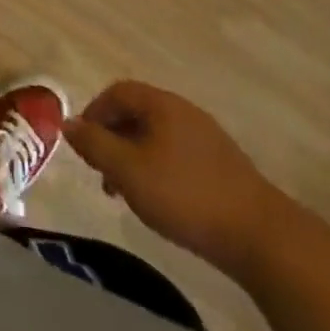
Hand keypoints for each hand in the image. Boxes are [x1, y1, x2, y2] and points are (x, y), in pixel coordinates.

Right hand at [65, 81, 294, 278]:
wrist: (262, 238)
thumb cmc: (185, 195)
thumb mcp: (127, 170)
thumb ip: (94, 144)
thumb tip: (68, 124)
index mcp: (162, 105)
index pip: (117, 92)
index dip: (94, 112)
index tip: (83, 143)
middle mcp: (185, 113)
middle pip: (137, 113)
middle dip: (112, 138)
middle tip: (100, 171)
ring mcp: (208, 140)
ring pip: (156, 137)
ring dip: (132, 157)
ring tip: (125, 192)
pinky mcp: (223, 167)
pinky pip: (176, 155)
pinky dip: (156, 169)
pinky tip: (159, 200)